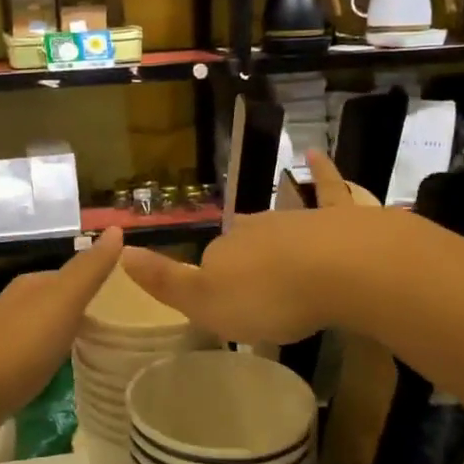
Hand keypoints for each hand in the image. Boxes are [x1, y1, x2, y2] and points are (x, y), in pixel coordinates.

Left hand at [0, 228, 123, 453]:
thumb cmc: (18, 347)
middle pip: (58, 301)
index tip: (131, 298)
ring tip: (101, 349)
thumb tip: (116, 228)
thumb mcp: (62, 303)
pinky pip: (34, 357)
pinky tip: (64, 374)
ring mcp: (3, 339)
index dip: (99, 282)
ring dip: (68, 335)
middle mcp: (15, 305)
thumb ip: (89, 270)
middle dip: (86, 309)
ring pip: (45, 329)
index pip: (72, 275)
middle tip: (123, 326)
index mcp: (31, 286)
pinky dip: (52, 360)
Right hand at [120, 152, 371, 345]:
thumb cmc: (269, 296)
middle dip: (245, 261)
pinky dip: (321, 172)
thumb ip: (165, 280)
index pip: (210, 263)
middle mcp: (254, 227)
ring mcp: (296, 217)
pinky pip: (328, 188)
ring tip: (282, 264)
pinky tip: (314, 154)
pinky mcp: (337, 215)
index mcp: (224, 250)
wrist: (340, 270)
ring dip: (276, 238)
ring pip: (278, 224)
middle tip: (257, 294)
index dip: (214, 285)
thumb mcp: (207, 303)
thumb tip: (123, 252)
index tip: (226, 309)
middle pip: (243, 242)